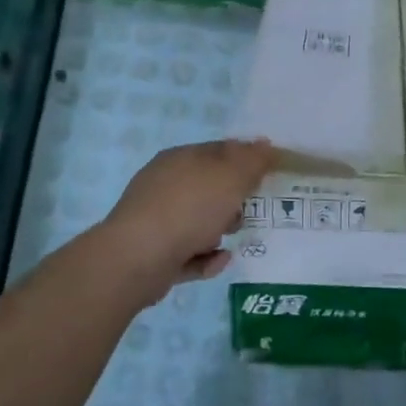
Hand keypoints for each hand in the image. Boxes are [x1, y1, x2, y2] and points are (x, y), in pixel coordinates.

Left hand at [96, 138, 273, 301]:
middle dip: (233, 200)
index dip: (245, 160)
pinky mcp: (154, 253)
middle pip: (209, 188)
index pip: (220, 151)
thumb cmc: (190, 207)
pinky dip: (206, 257)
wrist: (138, 258)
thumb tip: (265, 145)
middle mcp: (165, 184)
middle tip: (248, 211)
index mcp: (181, 158)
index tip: (267, 176)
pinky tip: (220, 261)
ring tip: (231, 239)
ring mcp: (156, 219)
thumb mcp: (231, 176)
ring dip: (219, 230)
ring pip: (198, 221)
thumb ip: (253, 161)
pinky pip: (188, 253)